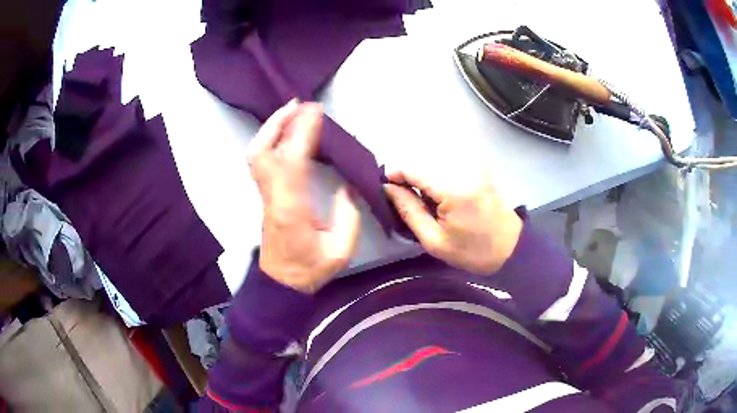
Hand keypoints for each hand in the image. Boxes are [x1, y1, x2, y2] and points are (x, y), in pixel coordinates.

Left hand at [248, 100, 361, 292]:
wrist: (281, 284)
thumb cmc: (311, 269)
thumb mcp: (340, 250)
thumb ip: (348, 215)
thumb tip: (348, 184)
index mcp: (292, 208)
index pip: (293, 161)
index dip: (302, 132)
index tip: (315, 112)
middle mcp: (273, 196)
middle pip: (263, 151)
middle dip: (278, 122)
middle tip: (298, 104)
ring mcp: (265, 196)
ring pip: (256, 155)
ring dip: (271, 129)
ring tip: (290, 111)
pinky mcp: (265, 196)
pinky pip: (260, 161)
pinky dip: (269, 140)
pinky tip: (283, 133)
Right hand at [384, 170, 521, 273]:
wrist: (511, 248)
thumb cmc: (473, 251)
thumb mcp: (434, 241)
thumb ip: (409, 210)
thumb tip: (388, 188)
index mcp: (454, 189)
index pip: (413, 168)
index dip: (394, 174)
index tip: (384, 188)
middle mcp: (464, 168)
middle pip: (422, 160)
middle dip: (408, 176)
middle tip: (403, 199)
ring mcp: (474, 163)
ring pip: (433, 159)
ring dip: (422, 175)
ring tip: (422, 198)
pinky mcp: (479, 165)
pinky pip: (447, 162)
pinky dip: (436, 174)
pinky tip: (440, 193)